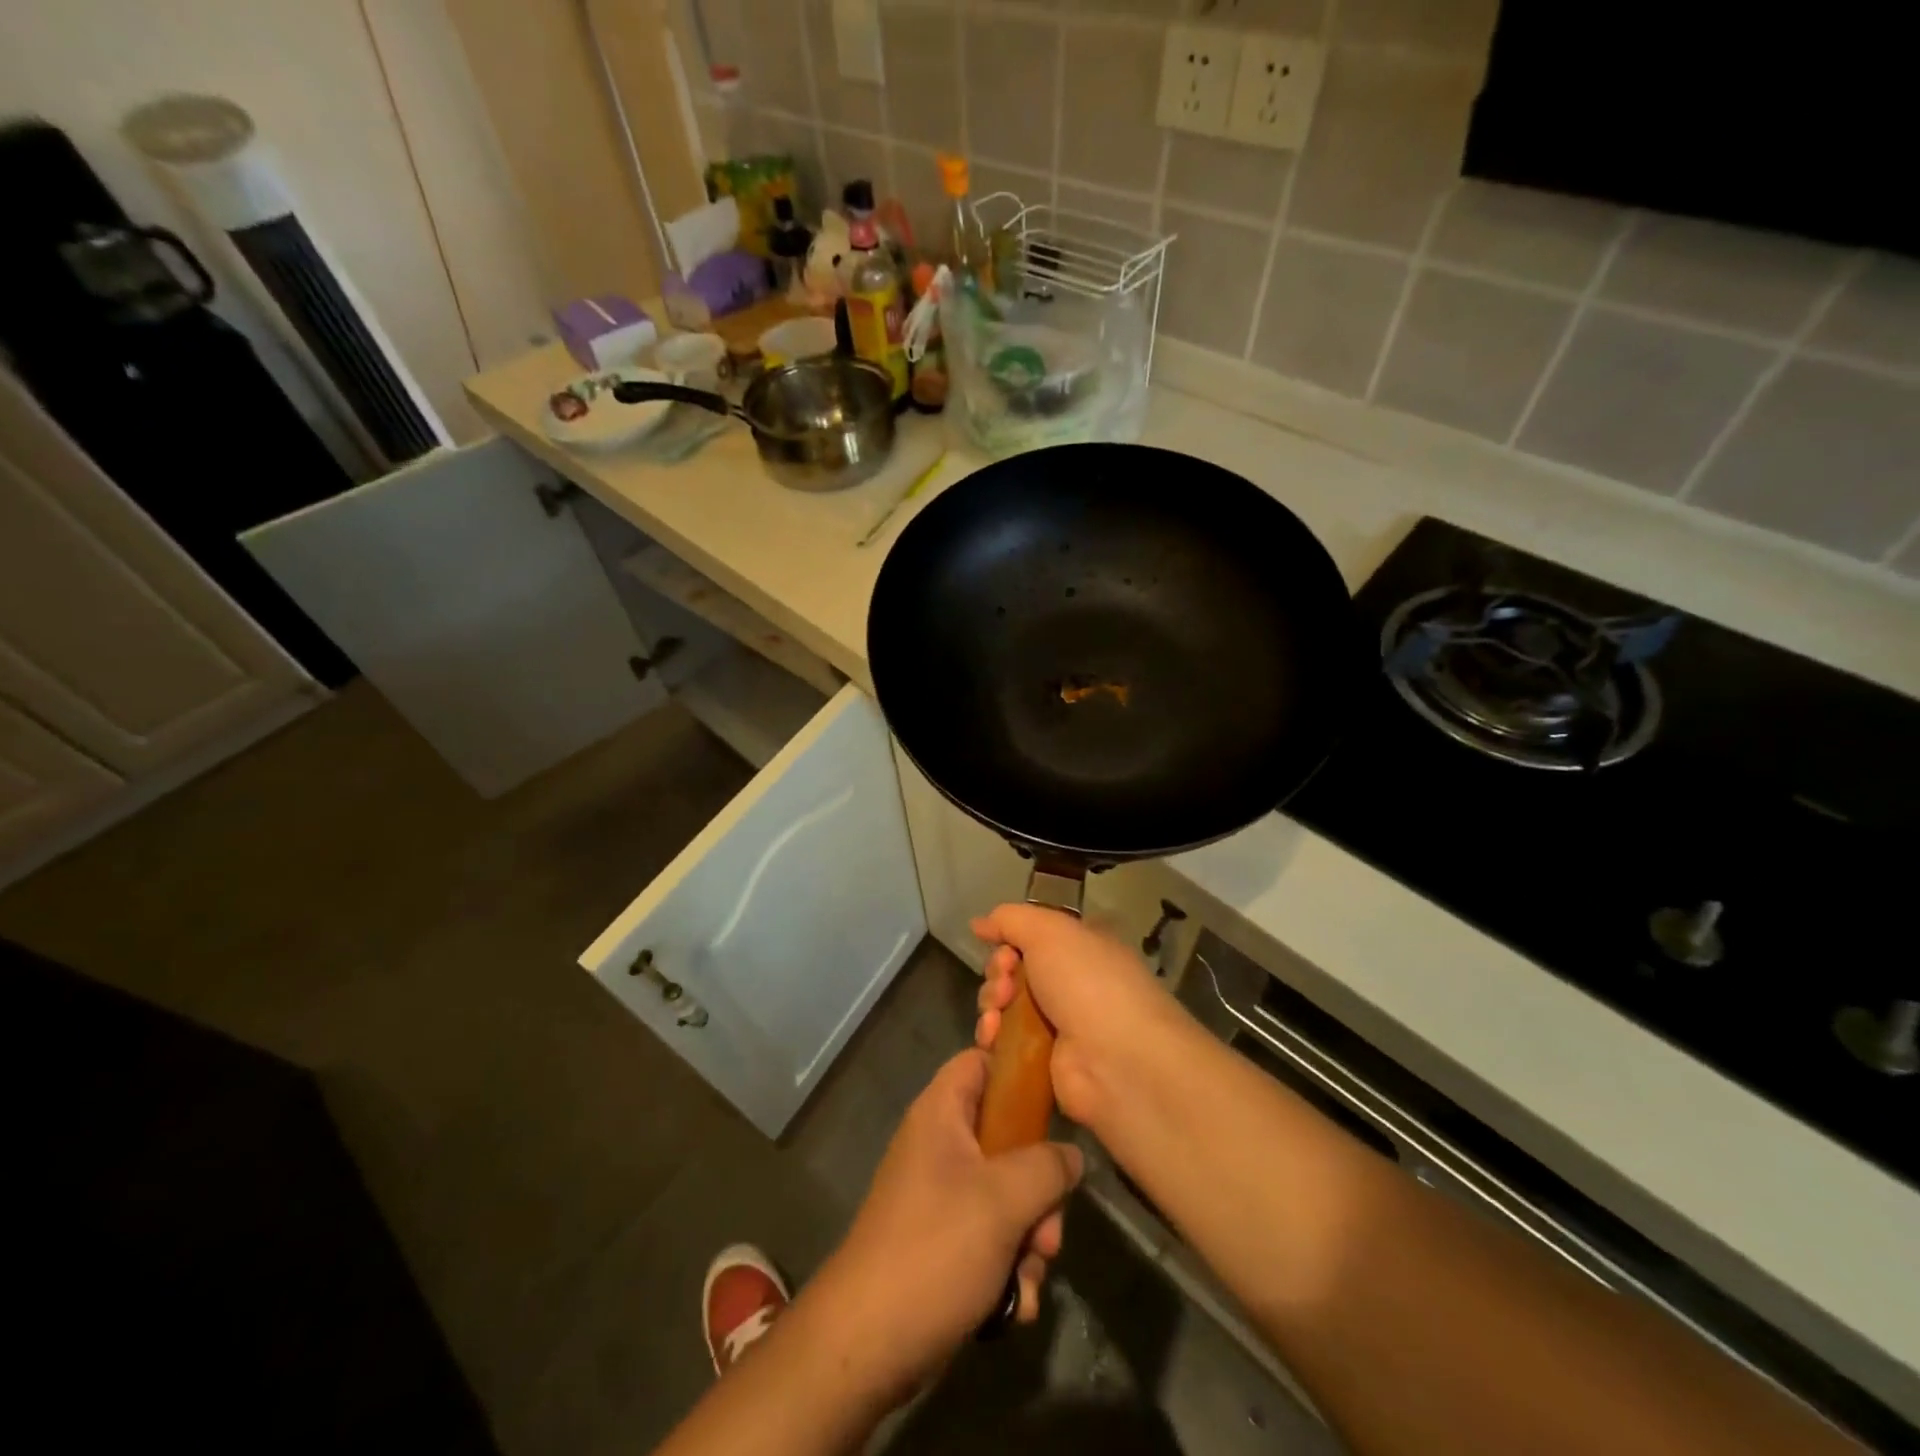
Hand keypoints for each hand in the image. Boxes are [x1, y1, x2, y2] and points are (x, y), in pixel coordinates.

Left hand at [805, 1049, 1083, 1401]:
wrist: (867, 1344)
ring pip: (1006, 1195)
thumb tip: (1071, 1156)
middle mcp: (940, 1145)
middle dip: (1039, 1188)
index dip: (1018, 1070)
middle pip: (1007, 1138)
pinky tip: (1013, 1305)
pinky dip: (1008, 1267)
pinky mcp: (943, 1242)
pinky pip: (991, 1237)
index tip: (1057, 1101)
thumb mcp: (1003, 1199)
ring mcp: (941, 1196)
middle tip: (1048, 1229)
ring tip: (1030, 1275)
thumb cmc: (935, 1248)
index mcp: (942, 1113)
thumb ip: (1047, 1166)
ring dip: (1029, 1237)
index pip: (982, 1060)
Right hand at [971, 903, 1180, 1129]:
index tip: (1002, 947)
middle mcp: (1072, 982)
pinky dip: (992, 1035)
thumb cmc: (1087, 982)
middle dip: (999, 971)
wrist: (1116, 1059)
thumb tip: (978, 923)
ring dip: (991, 1002)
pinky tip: (992, 1035)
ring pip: (1005, 1004)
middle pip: (1014, 969)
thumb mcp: (1049, 931)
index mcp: (1082, 947)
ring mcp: (1059, 1024)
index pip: (1035, 936)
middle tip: (1005, 981)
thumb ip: (1010, 919)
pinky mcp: (1043, 1061)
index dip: (1011, 939)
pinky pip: (1005, 1041)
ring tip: (997, 1010)